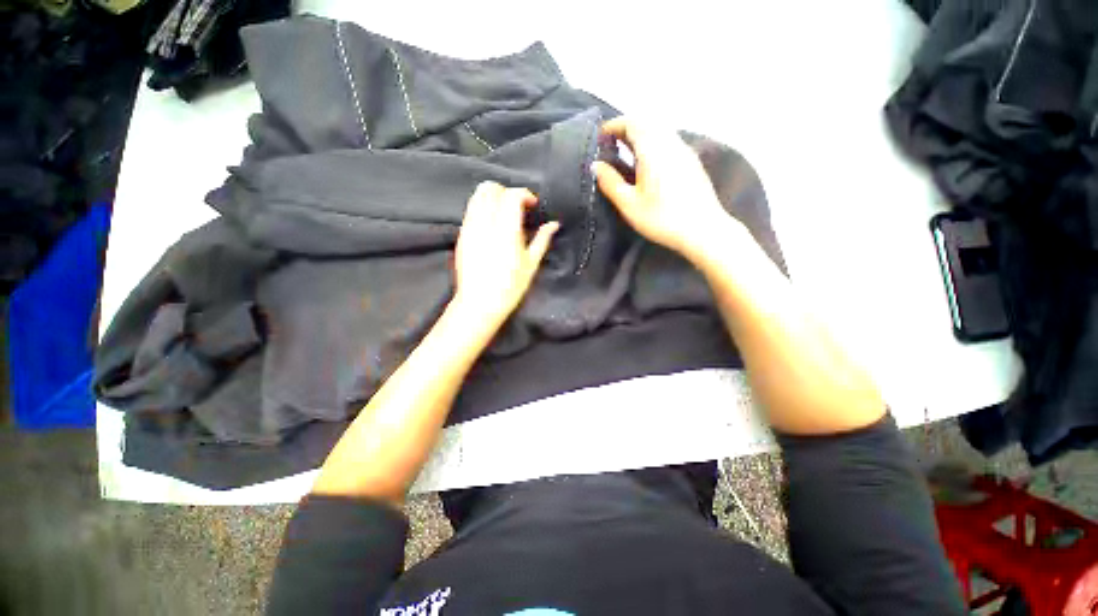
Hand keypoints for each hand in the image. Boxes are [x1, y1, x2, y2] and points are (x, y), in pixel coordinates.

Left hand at [451, 181, 558, 329]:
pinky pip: (470, 209)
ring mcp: (470, 228)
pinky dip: (482, 207)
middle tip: (518, 206)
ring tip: (504, 212)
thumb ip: (542, 240)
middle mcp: (485, 224)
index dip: (524, 194)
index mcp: (506, 231)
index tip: (532, 205)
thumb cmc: (510, 287)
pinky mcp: (461, 235)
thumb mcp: (531, 264)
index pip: (511, 196)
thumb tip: (553, 224)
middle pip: (490, 189)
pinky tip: (492, 223)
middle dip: (506, 191)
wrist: (479, 303)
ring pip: (477, 196)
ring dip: (493, 196)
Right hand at [592, 117, 736, 263]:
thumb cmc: (661, 218)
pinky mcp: (692, 162)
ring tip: (627, 153)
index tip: (600, 136)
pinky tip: (648, 164)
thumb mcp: (629, 204)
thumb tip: (595, 165)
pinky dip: (654, 144)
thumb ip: (610, 182)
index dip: (614, 125)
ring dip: (641, 135)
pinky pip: (669, 142)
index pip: (632, 122)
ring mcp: (684, 151)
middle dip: (627, 128)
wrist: (702, 230)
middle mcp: (671, 143)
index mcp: (653, 149)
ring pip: (660, 131)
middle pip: (647, 123)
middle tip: (611, 144)